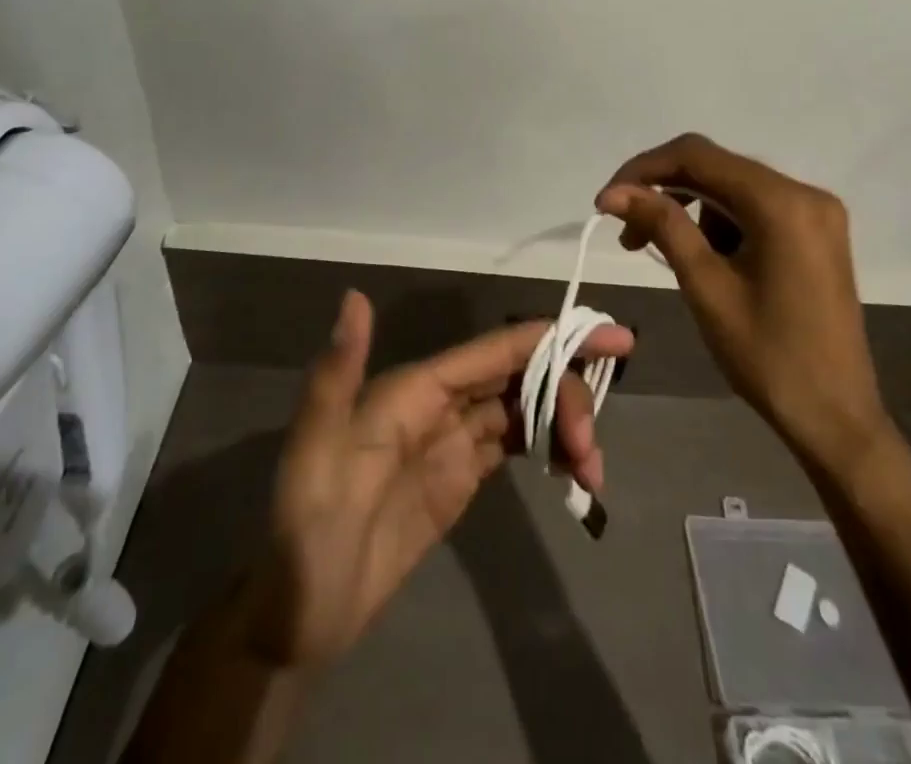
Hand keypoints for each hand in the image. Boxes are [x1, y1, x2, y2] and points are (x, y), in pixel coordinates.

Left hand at [242, 290, 633, 669]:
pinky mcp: (461, 478)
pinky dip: (550, 448)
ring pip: (525, 409)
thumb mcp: (315, 450)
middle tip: (591, 448)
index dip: (552, 339)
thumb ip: (337, 373)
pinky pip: (517, 446)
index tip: (612, 339)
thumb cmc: (307, 528)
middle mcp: (440, 403)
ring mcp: (453, 441)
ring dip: (565, 425)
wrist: (298, 614)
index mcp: (416, 388)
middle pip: (520, 376)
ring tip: (591, 470)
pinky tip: (574, 470)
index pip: (496, 351)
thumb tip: (353, 295)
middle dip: (566, 394)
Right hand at [598, 133, 892, 479]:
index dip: (645, 170)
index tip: (607, 202)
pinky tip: (707, 260)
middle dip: (665, 192)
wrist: (836, 419)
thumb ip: (662, 225)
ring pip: (733, 188)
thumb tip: (614, 192)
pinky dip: (721, 224)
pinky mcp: (816, 233)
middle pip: (716, 167)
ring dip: (691, 211)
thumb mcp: (706, 287)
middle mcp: (805, 193)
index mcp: (782, 202)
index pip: (697, 155)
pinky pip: (755, 209)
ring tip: (667, 256)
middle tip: (628, 234)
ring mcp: (816, 212)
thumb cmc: (767, 357)